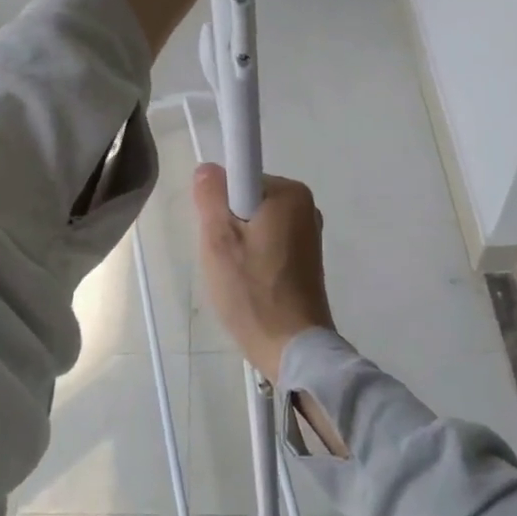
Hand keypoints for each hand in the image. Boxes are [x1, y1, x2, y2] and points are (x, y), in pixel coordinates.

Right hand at [192, 164, 334, 382]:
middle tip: (223, 258)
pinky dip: (253, 256)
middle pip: (245, 199)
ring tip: (236, 276)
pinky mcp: (306, 256)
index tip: (217, 234)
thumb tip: (208, 169)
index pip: (238, 176)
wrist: (292, 347)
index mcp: (289, 193)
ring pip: (254, 222)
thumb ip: (210, 196)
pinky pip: (267, 241)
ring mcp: (308, 232)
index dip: (219, 203)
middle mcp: (305, 205)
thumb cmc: (253, 291)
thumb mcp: (218, 240)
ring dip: (238, 243)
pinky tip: (250, 283)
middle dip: (227, 224)